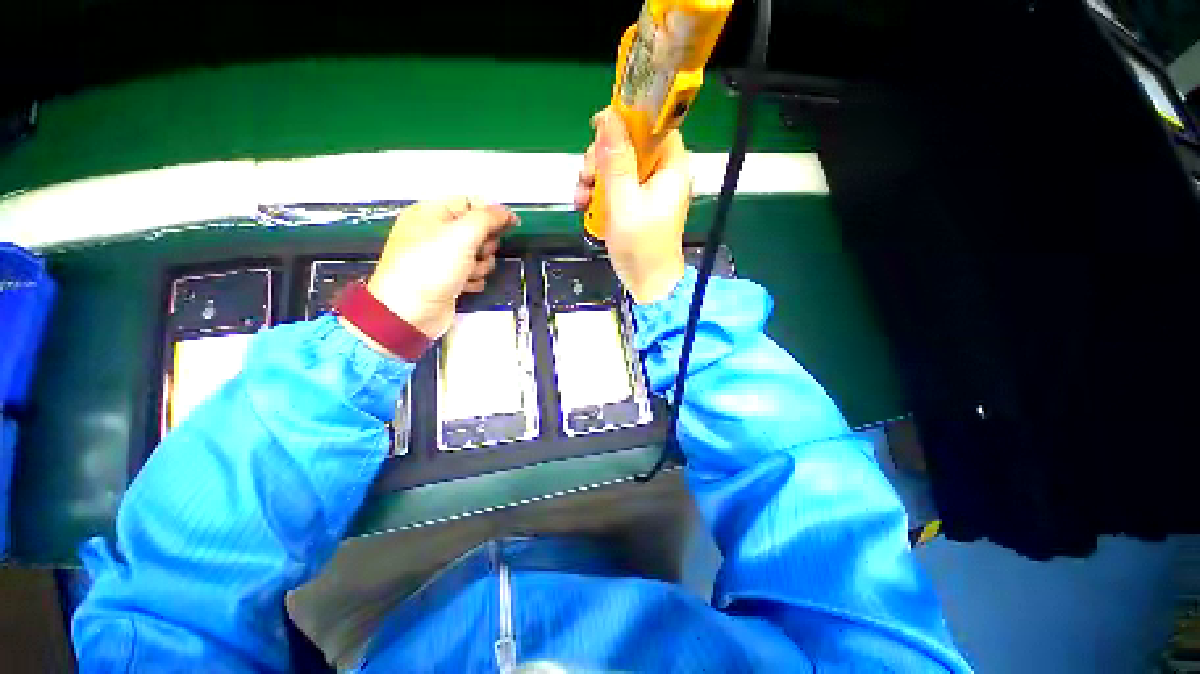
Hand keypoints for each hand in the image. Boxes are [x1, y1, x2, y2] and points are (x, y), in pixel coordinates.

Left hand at [345, 198, 517, 352]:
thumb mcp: (461, 235)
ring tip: (467, 273)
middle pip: (479, 231)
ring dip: (480, 265)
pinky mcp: (450, 278)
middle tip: (476, 252)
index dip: (491, 213)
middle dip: (484, 245)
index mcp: (432, 213)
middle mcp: (437, 233)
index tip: (510, 224)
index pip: (470, 203)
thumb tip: (507, 212)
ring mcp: (443, 257)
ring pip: (480, 254)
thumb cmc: (431, 267)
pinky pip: (474, 273)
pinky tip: (463, 285)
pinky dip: (473, 279)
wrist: (411, 312)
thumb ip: (487, 218)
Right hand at [575, 108, 691, 303]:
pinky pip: (616, 185)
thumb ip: (616, 161)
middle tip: (586, 177)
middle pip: (629, 144)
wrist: (647, 283)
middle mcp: (661, 172)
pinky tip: (584, 205)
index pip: (652, 124)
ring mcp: (648, 189)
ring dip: (594, 177)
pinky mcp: (637, 203)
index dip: (625, 121)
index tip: (597, 131)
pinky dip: (599, 192)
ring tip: (581, 198)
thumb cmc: (641, 246)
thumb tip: (608, 118)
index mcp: (670, 165)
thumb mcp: (625, 202)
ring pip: (617, 165)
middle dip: (602, 157)